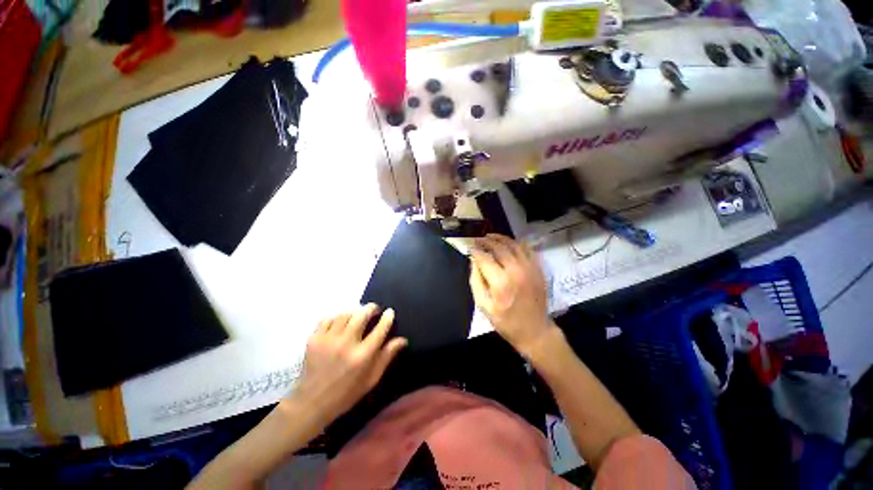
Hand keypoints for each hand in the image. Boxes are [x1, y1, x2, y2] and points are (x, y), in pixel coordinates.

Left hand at [289, 304, 406, 424]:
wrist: (312, 402)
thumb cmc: (347, 393)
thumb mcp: (372, 378)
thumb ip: (387, 356)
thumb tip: (403, 339)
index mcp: (362, 356)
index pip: (380, 329)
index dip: (387, 317)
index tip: (390, 312)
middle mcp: (346, 344)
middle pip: (362, 315)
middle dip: (371, 308)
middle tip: (374, 309)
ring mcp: (328, 340)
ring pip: (345, 314)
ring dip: (354, 312)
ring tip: (358, 315)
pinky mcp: (314, 339)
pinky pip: (328, 318)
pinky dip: (336, 317)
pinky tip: (339, 323)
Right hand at [469, 234, 557, 358]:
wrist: (534, 330)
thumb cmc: (506, 321)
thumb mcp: (484, 305)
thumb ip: (476, 281)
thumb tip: (474, 261)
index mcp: (501, 282)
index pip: (484, 258)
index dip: (475, 250)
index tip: (469, 247)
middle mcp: (516, 271)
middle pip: (499, 248)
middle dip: (486, 241)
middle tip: (478, 239)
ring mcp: (530, 268)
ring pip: (514, 245)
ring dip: (501, 238)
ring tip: (490, 236)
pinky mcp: (538, 269)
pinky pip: (527, 250)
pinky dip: (517, 243)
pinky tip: (509, 242)